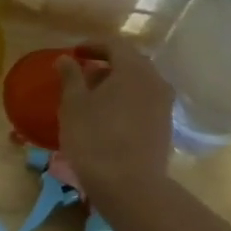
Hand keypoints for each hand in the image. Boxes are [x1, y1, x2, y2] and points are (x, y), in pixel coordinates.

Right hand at [56, 39, 173, 200]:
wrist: (130, 186)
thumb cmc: (95, 139)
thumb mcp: (73, 106)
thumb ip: (70, 77)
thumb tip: (66, 59)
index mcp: (133, 69)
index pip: (114, 44)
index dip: (92, 45)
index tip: (74, 53)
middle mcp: (155, 81)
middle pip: (131, 63)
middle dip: (106, 64)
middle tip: (83, 75)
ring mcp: (164, 105)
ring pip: (139, 84)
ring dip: (117, 85)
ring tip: (93, 98)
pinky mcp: (165, 127)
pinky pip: (144, 103)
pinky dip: (127, 101)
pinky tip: (109, 117)